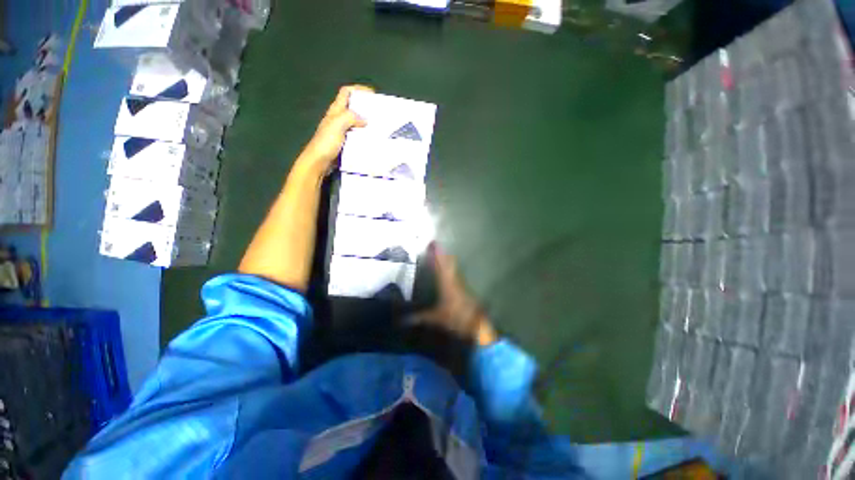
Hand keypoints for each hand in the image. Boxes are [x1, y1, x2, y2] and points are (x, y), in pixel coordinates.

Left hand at [296, 85, 372, 176]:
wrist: (319, 161)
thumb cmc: (326, 142)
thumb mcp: (338, 125)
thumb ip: (350, 117)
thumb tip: (365, 120)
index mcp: (335, 110)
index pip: (346, 92)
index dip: (358, 90)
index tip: (372, 94)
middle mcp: (338, 118)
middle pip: (352, 106)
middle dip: (365, 106)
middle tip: (378, 112)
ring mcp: (341, 131)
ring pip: (355, 121)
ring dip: (366, 122)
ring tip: (378, 126)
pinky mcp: (344, 142)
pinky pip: (356, 134)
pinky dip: (364, 134)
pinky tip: (371, 139)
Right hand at [414, 244, 497, 346]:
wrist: (476, 324)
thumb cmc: (456, 318)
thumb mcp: (436, 318)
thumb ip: (420, 317)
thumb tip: (404, 320)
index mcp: (446, 283)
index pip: (440, 264)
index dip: (436, 253)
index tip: (432, 243)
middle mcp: (454, 279)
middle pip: (448, 262)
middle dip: (441, 253)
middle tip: (434, 245)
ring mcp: (460, 283)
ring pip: (453, 267)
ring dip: (446, 259)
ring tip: (440, 253)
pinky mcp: (464, 288)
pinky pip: (455, 273)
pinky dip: (450, 268)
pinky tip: (447, 270)